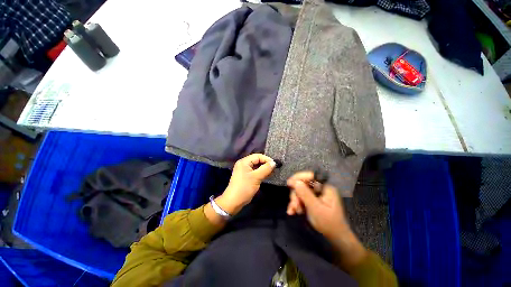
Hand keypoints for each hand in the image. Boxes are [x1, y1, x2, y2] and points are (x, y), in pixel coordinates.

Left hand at [216, 154, 275, 215]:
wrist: (234, 201)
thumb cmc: (245, 187)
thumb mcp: (256, 177)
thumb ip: (265, 169)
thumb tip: (274, 163)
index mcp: (244, 161)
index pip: (257, 156)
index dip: (267, 159)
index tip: (275, 164)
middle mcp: (244, 164)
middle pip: (257, 160)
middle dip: (266, 164)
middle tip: (274, 169)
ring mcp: (244, 170)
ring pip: (256, 166)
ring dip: (264, 169)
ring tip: (272, 172)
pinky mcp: (246, 176)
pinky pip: (255, 171)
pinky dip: (261, 173)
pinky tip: (267, 175)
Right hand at [286, 171, 349, 240]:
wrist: (335, 238)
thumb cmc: (329, 223)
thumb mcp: (316, 208)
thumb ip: (305, 194)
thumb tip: (295, 182)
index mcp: (325, 187)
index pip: (310, 176)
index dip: (299, 178)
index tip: (289, 183)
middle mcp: (320, 189)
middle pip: (303, 184)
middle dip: (296, 194)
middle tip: (294, 205)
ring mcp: (315, 195)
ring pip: (300, 192)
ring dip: (295, 201)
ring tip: (294, 211)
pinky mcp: (311, 200)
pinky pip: (300, 198)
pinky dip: (296, 204)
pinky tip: (293, 212)